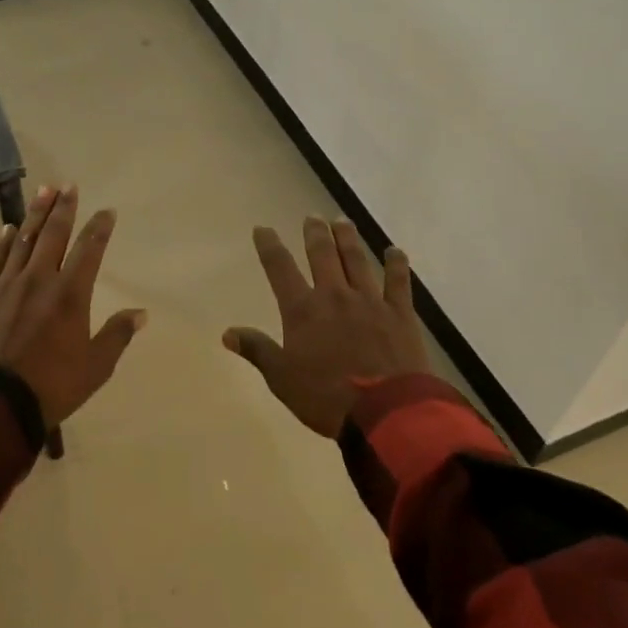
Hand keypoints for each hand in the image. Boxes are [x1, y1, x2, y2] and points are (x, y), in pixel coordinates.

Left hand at [0, 184, 146, 429]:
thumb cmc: (51, 387)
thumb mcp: (95, 367)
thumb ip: (117, 336)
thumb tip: (141, 313)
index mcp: (70, 294)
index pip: (89, 250)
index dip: (99, 228)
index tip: (107, 211)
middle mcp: (39, 280)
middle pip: (53, 235)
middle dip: (63, 208)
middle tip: (68, 185)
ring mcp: (6, 287)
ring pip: (23, 241)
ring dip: (34, 215)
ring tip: (43, 191)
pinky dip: (2, 244)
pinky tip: (8, 230)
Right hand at [223, 217, 429, 438]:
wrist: (384, 411)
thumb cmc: (325, 397)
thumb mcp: (281, 378)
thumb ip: (257, 350)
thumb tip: (227, 332)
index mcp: (303, 310)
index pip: (280, 269)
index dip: (270, 247)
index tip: (263, 229)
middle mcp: (334, 296)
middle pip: (322, 255)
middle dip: (315, 234)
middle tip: (312, 217)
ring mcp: (369, 301)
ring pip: (356, 260)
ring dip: (348, 239)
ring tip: (342, 222)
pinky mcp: (399, 313)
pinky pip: (398, 281)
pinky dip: (396, 264)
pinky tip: (394, 251)